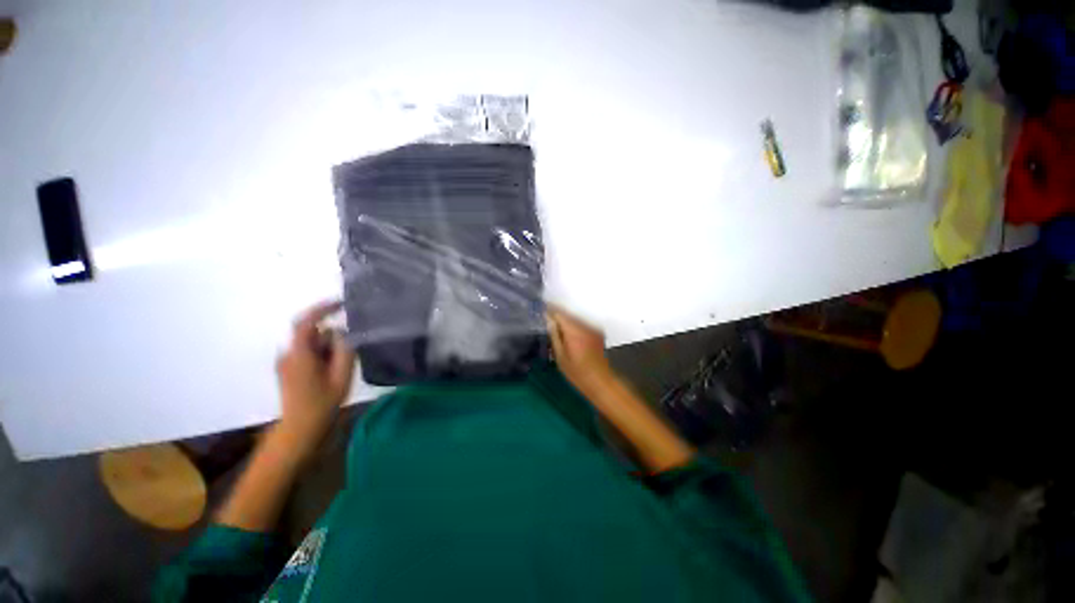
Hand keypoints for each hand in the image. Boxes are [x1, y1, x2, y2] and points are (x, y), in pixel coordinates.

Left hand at [275, 300, 355, 449]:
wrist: (300, 430)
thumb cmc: (322, 404)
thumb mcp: (341, 376)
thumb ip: (344, 350)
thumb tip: (343, 333)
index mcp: (299, 355)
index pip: (306, 323)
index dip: (322, 309)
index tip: (342, 304)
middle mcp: (288, 355)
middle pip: (313, 334)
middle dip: (332, 340)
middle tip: (346, 358)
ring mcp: (286, 362)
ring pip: (312, 344)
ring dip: (328, 350)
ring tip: (337, 371)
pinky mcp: (288, 369)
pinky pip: (309, 353)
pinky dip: (322, 356)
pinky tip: (329, 373)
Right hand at [546, 307, 613, 392]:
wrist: (600, 380)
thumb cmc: (577, 372)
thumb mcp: (560, 356)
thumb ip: (554, 335)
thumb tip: (547, 320)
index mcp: (573, 330)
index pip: (559, 313)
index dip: (549, 310)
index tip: (541, 309)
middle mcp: (584, 324)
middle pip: (568, 312)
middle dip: (557, 312)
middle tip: (546, 315)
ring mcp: (592, 326)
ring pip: (575, 315)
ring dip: (566, 316)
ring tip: (556, 322)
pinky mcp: (597, 330)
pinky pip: (582, 321)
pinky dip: (574, 322)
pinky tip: (569, 329)